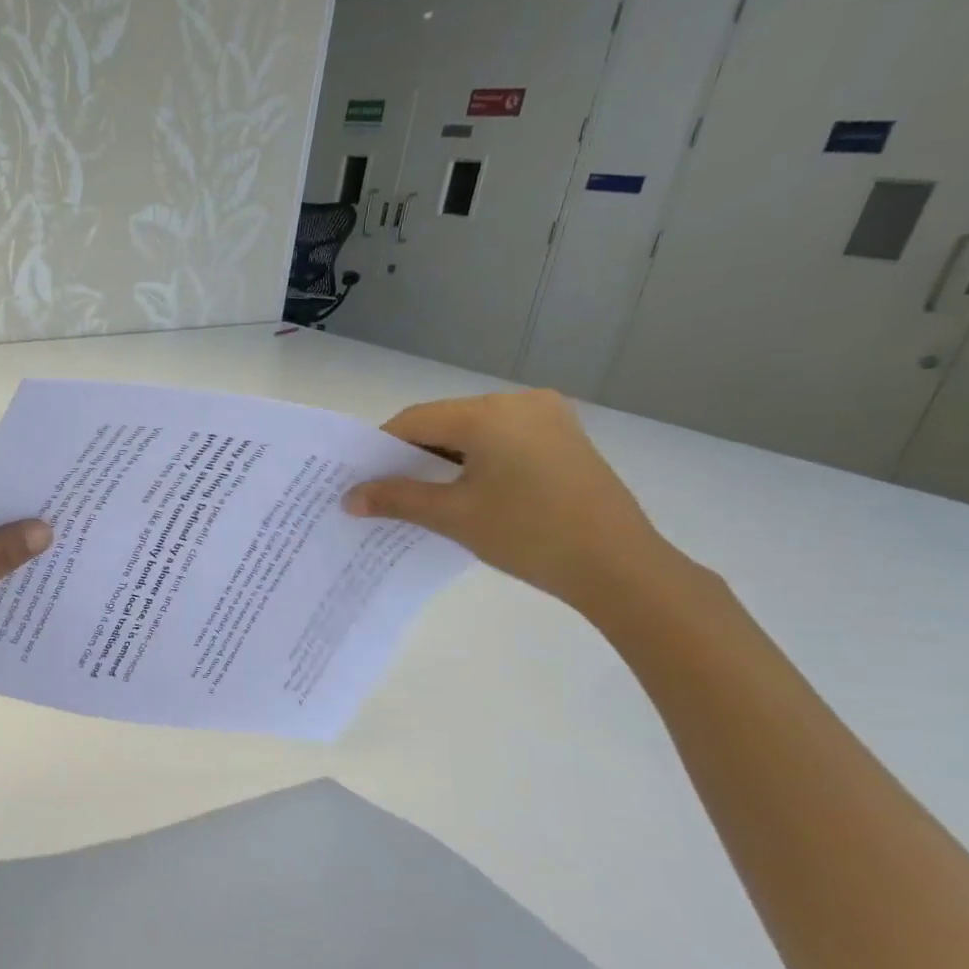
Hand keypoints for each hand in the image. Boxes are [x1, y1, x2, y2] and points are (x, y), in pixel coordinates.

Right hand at [343, 390, 673, 609]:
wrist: (618, 566)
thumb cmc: (528, 534)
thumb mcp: (453, 516)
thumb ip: (397, 499)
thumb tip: (349, 498)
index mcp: (490, 413)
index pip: (416, 420)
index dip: (381, 448)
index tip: (360, 479)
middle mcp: (520, 402)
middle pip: (445, 422)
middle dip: (412, 455)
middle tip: (387, 491)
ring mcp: (549, 418)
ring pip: (475, 431)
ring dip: (444, 460)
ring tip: (424, 497)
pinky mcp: (565, 439)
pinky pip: (503, 440)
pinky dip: (477, 461)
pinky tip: (466, 492)